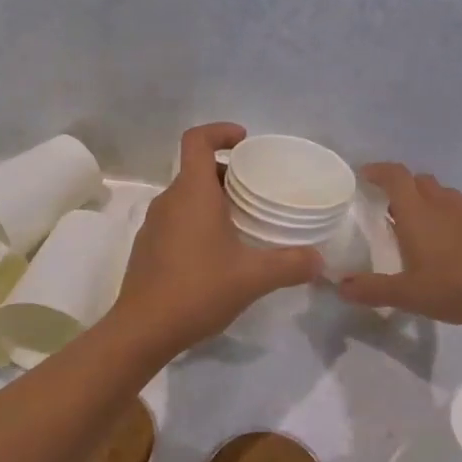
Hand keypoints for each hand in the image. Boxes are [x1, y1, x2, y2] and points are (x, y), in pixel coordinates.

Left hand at [109, 124, 323, 353]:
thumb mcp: (253, 277)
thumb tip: (319, 260)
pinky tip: (218, 254)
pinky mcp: (148, 247)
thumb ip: (290, 264)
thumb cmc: (198, 290)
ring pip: (186, 197)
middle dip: (227, 173)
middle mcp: (169, 201)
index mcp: (192, 193)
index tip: (244, 141)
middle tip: (256, 191)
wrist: (143, 329)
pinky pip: (176, 220)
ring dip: (213, 200)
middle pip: (196, 170)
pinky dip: (198, 222)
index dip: (220, 131)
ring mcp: (153, 225)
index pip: (197, 140)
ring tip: (243, 223)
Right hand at [334, 163, 461, 327]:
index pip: (396, 177)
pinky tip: (451, 245)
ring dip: (428, 200)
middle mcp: (444, 206)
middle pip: (421, 181)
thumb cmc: (456, 287)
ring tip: (419, 224)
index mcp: (419, 214)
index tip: (364, 175)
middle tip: (388, 205)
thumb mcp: (408, 294)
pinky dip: (451, 218)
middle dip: (403, 186)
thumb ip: (372, 290)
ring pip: (445, 195)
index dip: (378, 170)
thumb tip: (340, 287)